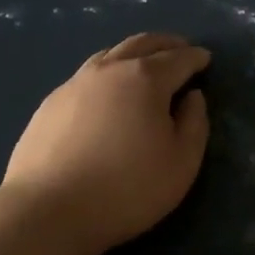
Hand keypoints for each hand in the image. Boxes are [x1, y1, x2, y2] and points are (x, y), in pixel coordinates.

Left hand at [0, 33, 211, 254]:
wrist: (48, 210)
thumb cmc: (127, 188)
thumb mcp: (182, 162)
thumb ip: (195, 123)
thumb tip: (192, 97)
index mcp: (145, 78)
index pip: (178, 58)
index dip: (195, 57)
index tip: (206, 58)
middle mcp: (110, 70)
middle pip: (142, 44)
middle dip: (165, 44)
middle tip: (180, 49)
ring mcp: (75, 83)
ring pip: (110, 54)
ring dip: (134, 53)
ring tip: (144, 63)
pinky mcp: (51, 103)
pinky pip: (87, 75)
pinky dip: (108, 72)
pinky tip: (107, 91)